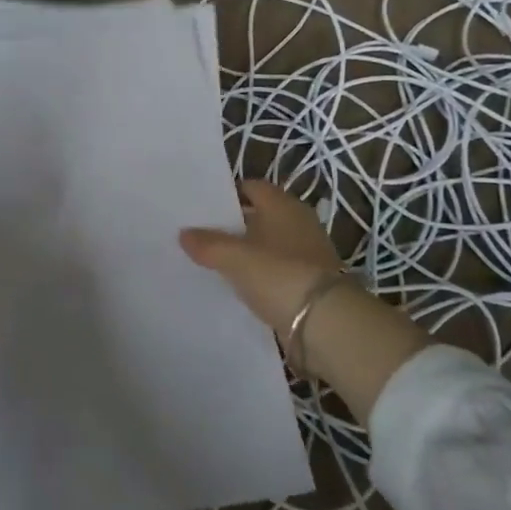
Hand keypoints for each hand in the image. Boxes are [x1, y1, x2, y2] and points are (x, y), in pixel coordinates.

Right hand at [179, 180, 344, 346]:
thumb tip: (184, 233)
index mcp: (283, 206)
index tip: (202, 207)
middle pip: (259, 216)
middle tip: (201, 235)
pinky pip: (276, 272)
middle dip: (233, 225)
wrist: (326, 323)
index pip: (252, 187)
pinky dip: (260, 276)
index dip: (227, 194)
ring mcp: (306, 254)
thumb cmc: (279, 275)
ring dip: (246, 253)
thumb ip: (208, 244)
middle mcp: (298, 223)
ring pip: (267, 246)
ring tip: (214, 262)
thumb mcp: (235, 258)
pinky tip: (239, 287)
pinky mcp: (309, 282)